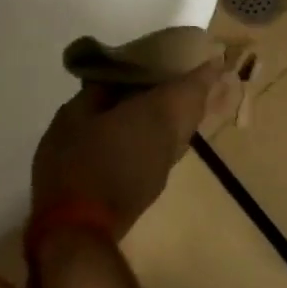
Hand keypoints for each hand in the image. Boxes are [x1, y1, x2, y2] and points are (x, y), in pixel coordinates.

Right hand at [30, 55, 234, 239]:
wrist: (76, 231)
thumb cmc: (76, 163)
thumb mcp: (74, 117)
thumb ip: (96, 94)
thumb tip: (110, 82)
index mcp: (157, 114)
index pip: (193, 87)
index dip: (204, 70)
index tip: (212, 55)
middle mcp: (170, 140)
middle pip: (194, 109)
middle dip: (195, 89)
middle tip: (183, 70)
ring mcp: (164, 167)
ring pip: (182, 131)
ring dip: (179, 111)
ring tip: (160, 94)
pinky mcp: (152, 187)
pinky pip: (167, 147)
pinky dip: (163, 129)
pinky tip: (141, 125)